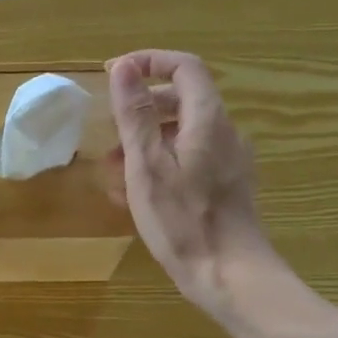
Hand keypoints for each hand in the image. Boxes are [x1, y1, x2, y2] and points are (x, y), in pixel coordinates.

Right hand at [106, 50, 271, 317]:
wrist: (229, 275)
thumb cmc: (183, 221)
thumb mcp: (147, 166)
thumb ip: (135, 115)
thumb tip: (124, 67)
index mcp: (207, 120)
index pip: (184, 68)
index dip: (149, 62)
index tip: (114, 74)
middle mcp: (224, 133)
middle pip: (182, 100)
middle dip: (141, 110)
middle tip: (108, 134)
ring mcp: (229, 161)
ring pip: (183, 134)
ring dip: (146, 142)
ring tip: (114, 171)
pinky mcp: (226, 187)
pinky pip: (191, 160)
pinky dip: (161, 164)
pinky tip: (137, 196)